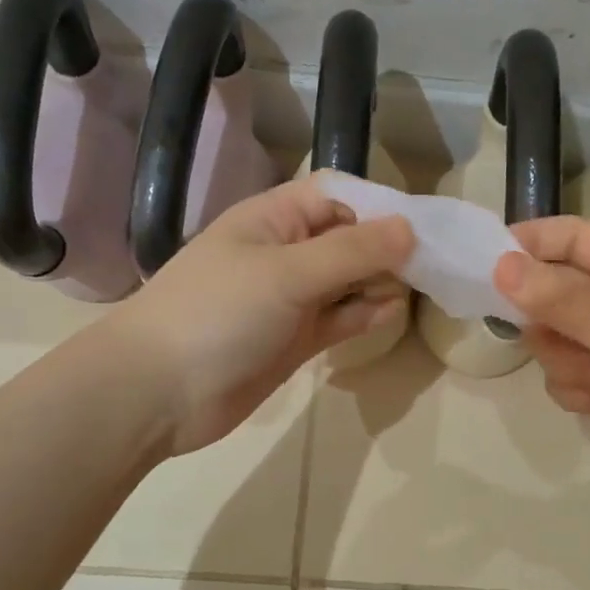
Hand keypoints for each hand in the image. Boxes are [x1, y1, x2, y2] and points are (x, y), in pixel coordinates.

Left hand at [114, 175, 414, 454]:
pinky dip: (363, 315)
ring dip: (378, 283)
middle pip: (346, 239)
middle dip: (385, 248)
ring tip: (416, 289)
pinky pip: (338, 319)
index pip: (335, 196)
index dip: (376, 206)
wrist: (158, 392)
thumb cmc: (218, 314)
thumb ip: (351, 252)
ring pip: (346, 281)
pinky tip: (389, 314)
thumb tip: (409, 229)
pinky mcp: (293, 339)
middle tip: (431, 264)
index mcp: (273, 220)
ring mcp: (289, 300)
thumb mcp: (287, 273)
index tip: (420, 227)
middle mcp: (284, 253)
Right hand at [494, 216, 589, 517]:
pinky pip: (564, 378)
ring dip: (566, 363)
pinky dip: (577, 392)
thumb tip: (501, 265)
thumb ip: (558, 296)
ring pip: (552, 342)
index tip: (485, 259)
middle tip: (557, 336)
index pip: (572, 237)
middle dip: (547, 321)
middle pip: (551, 293)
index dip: (530, 241)